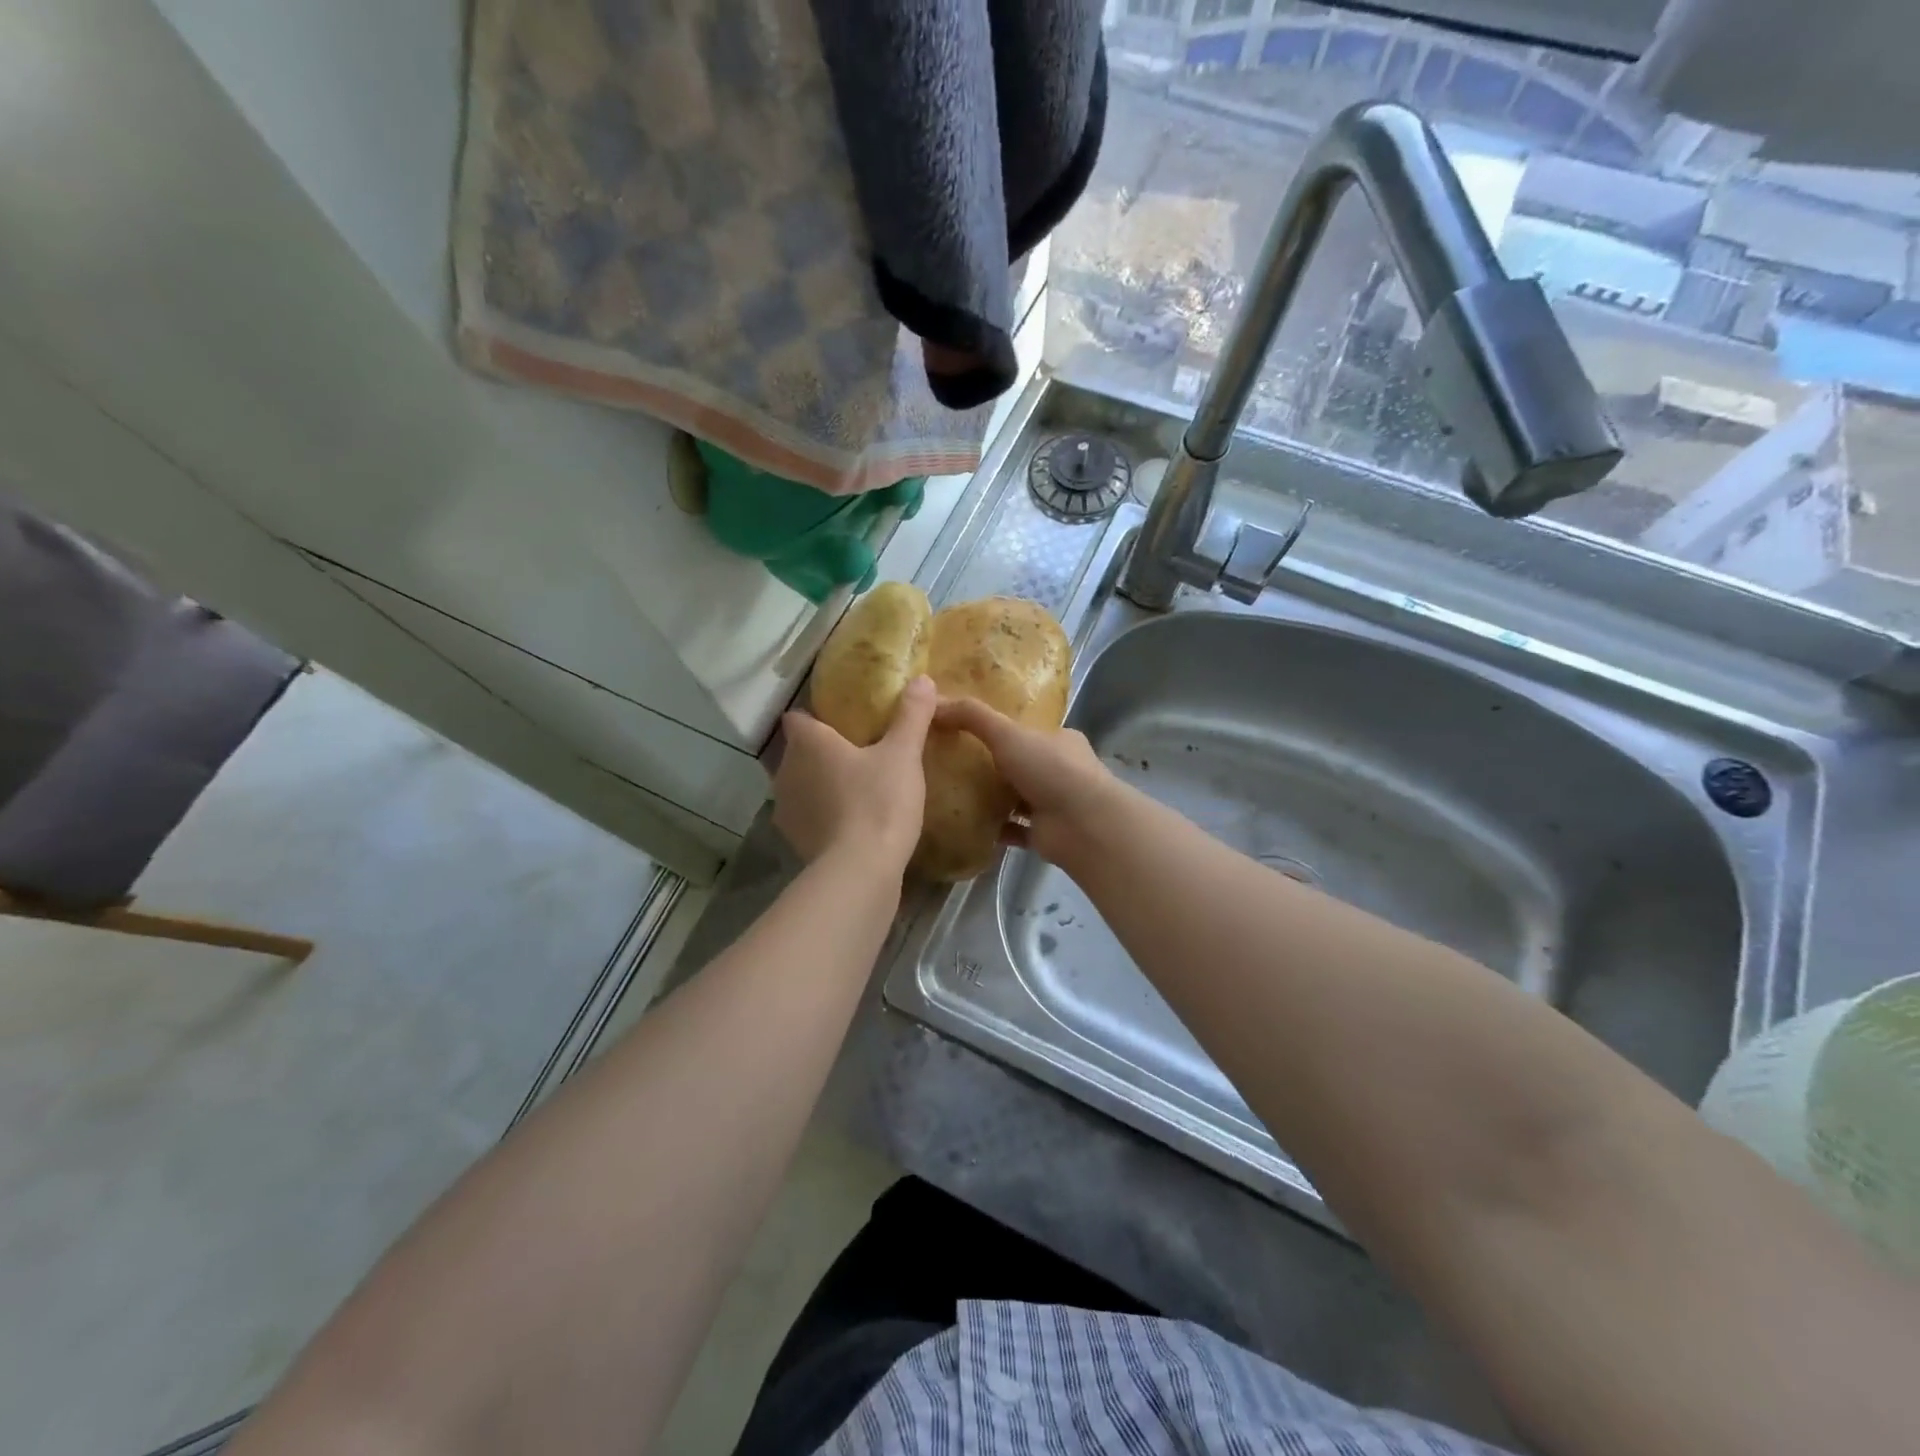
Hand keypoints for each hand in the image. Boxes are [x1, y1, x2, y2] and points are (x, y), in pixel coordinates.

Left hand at [774, 676, 936, 871]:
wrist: (861, 871)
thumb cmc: (879, 802)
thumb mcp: (903, 754)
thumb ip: (912, 715)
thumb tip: (922, 679)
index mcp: (808, 743)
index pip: (798, 717)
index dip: (815, 716)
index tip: (842, 720)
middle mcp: (785, 771)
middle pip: (799, 752)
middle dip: (822, 752)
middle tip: (859, 753)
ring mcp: (786, 809)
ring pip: (801, 785)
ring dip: (821, 785)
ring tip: (857, 788)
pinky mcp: (795, 841)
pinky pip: (808, 816)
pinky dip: (824, 815)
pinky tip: (851, 821)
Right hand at [932, 698, 1120, 867]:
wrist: (1084, 825)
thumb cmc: (1050, 769)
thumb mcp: (1007, 733)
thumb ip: (973, 716)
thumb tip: (934, 700)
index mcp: (1059, 740)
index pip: (1027, 730)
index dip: (999, 728)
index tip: (965, 729)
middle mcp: (1060, 770)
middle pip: (1020, 764)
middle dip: (991, 764)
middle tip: (950, 763)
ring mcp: (1054, 804)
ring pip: (1016, 798)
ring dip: (990, 797)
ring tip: (950, 793)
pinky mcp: (1044, 834)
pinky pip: (1013, 829)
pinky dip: (993, 828)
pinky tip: (965, 824)